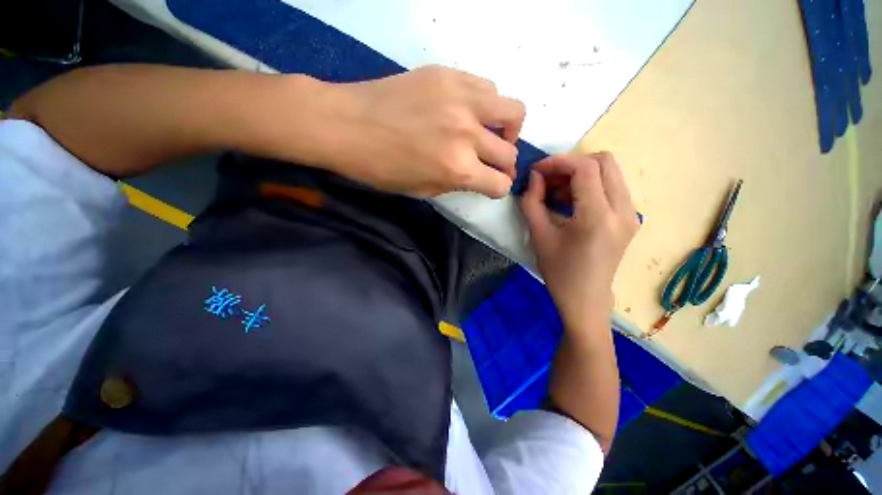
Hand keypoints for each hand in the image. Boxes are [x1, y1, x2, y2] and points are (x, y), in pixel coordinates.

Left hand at [325, 65, 525, 197]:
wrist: (346, 124)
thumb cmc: (380, 168)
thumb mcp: (421, 190)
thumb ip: (455, 184)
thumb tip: (475, 176)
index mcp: (458, 169)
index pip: (500, 184)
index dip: (498, 189)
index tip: (491, 186)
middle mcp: (467, 134)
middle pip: (509, 153)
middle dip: (504, 166)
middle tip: (492, 165)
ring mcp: (461, 99)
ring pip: (513, 111)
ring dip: (507, 129)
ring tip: (490, 133)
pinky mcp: (449, 74)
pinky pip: (488, 88)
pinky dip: (488, 105)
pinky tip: (471, 111)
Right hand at [520, 152, 638, 329]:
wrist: (586, 298)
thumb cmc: (559, 271)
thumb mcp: (539, 235)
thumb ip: (532, 201)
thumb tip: (534, 177)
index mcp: (598, 217)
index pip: (585, 168)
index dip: (558, 162)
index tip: (537, 170)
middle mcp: (623, 210)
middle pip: (604, 161)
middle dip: (571, 163)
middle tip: (548, 178)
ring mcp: (631, 213)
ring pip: (610, 172)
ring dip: (581, 173)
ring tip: (557, 190)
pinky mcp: (630, 218)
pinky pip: (612, 186)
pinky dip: (590, 184)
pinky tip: (571, 200)